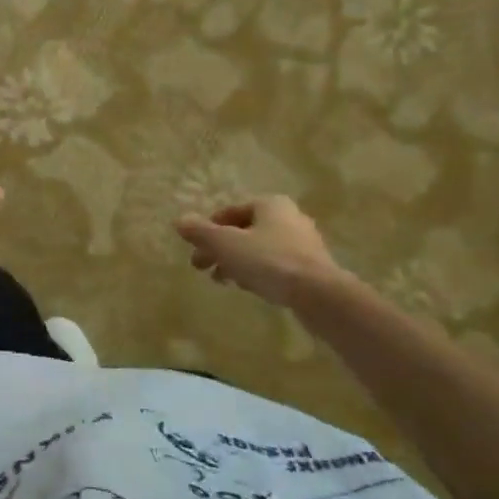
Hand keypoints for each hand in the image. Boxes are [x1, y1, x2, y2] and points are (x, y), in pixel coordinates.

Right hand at [175, 196, 340, 307]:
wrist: (319, 294)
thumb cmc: (269, 261)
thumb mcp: (226, 245)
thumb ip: (201, 232)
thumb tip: (178, 220)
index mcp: (270, 204)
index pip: (230, 211)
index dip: (208, 229)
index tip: (195, 249)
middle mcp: (289, 217)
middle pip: (244, 231)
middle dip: (221, 248)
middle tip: (202, 268)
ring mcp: (303, 243)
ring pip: (259, 249)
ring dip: (237, 262)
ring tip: (222, 281)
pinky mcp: (311, 267)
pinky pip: (275, 264)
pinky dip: (257, 272)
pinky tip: (248, 287)